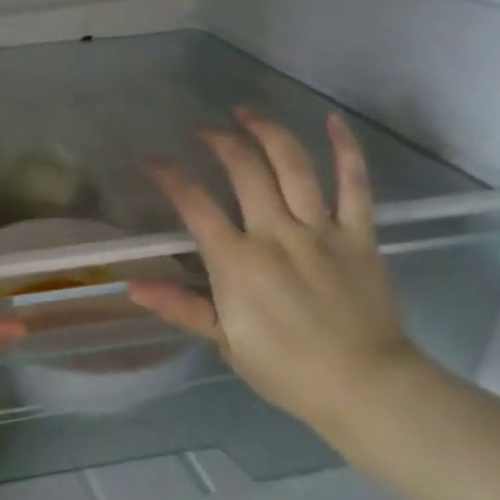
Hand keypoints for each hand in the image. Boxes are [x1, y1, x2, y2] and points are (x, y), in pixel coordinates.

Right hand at [127, 107, 423, 441]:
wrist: (367, 388)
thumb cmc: (287, 369)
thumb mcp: (225, 341)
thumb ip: (181, 307)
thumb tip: (132, 285)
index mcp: (237, 262)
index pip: (195, 205)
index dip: (170, 176)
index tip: (152, 160)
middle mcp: (276, 234)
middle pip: (245, 171)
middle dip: (219, 142)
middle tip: (204, 130)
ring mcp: (321, 231)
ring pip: (293, 166)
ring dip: (267, 132)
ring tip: (246, 112)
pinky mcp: (359, 235)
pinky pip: (355, 184)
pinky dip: (346, 149)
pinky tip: (331, 121)